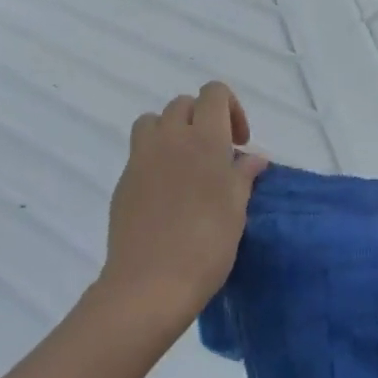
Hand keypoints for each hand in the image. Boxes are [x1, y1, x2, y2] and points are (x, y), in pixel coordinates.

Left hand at [97, 82, 268, 334]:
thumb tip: (253, 158)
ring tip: (186, 165)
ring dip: (172, 132)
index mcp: (204, 139)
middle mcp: (170, 138)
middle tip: (216, 156)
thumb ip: (244, 176)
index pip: (213, 93)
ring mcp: (141, 158)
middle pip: (183, 104)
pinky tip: (167, 194)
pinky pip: (140, 153)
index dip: (230, 109)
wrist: (150, 283)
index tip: (239, 143)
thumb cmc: (206, 246)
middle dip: (202, 119)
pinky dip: (155, 158)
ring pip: (153, 121)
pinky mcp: (123, 181)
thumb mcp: (236, 210)